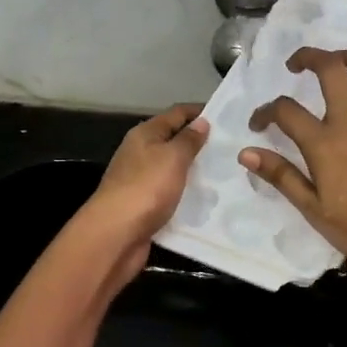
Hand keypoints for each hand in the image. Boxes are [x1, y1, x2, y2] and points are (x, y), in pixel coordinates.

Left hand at [81, 103, 209, 282]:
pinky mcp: (143, 205)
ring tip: (224, 173)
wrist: (116, 234)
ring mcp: (140, 180)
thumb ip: (188, 140)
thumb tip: (201, 122)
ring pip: (172, 168)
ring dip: (193, 170)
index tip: (226, 116)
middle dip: (198, 143)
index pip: (175, 114)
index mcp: (144, 134)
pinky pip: (169, 193)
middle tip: (230, 147)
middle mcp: (140, 153)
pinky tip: (205, 199)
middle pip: (172, 140)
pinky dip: (185, 193)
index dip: (198, 112)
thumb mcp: (172, 157)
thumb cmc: (146, 188)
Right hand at [241, 48, 346, 299]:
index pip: (286, 111)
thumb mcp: (315, 212)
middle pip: (332, 70)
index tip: (258, 123)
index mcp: (326, 144)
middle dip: (310, 57)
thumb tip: (246, 152)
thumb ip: (282, 177)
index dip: (266, 111)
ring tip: (342, 60)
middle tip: (297, 64)